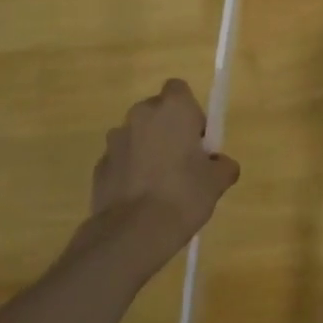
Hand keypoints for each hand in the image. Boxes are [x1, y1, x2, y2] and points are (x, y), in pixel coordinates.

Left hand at [83, 79, 239, 276]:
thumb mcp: (217, 181)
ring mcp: (115, 140)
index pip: (179, 89)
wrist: (133, 232)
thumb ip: (222, 165)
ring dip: (148, 151)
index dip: (190, 111)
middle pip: (157, 112)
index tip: (198, 139)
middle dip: (168, 131)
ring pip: (137, 136)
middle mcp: (140, 115)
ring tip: (161, 186)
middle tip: (183, 163)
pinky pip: (122, 160)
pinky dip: (131, 171)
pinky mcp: (99, 165)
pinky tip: (142, 199)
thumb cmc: (183, 195)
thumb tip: (220, 164)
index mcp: (172, 109)